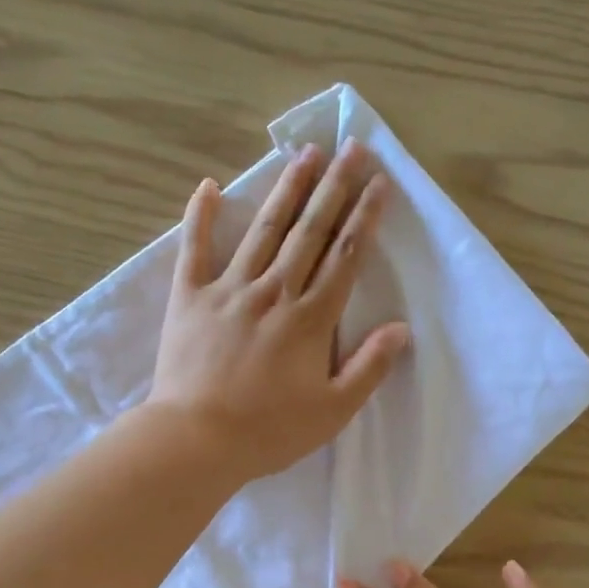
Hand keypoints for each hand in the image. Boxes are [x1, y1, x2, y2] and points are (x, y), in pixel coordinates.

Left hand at [148, 140, 409, 480]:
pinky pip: (195, 249)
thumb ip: (369, 368)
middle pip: (310, 231)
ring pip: (264, 230)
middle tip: (351, 147)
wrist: (196, 440)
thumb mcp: (332, 411)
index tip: (378, 182)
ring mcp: (228, 289)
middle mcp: (273, 291)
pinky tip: (209, 186)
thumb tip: (400, 329)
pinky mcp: (189, 298)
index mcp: (310, 319)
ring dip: (287, 190)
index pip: (345, 257)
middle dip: (334, 187)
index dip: (364, 217)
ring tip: (304, 154)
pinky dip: (201, 216)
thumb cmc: (269, 431)